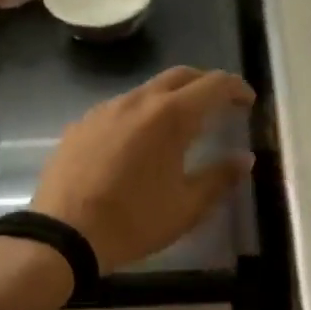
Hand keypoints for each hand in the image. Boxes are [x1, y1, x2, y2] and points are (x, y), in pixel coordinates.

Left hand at [34, 67, 255, 272]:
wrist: (62, 234)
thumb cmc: (133, 221)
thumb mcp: (187, 207)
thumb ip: (220, 178)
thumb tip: (244, 159)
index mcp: (170, 116)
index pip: (213, 85)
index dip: (236, 87)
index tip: (247, 101)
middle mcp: (138, 101)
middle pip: (180, 76)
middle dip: (204, 84)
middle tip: (219, 104)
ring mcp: (105, 109)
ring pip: (147, 90)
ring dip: (170, 98)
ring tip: (179, 125)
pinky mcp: (81, 124)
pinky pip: (119, 108)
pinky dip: (140, 114)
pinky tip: (138, 142)